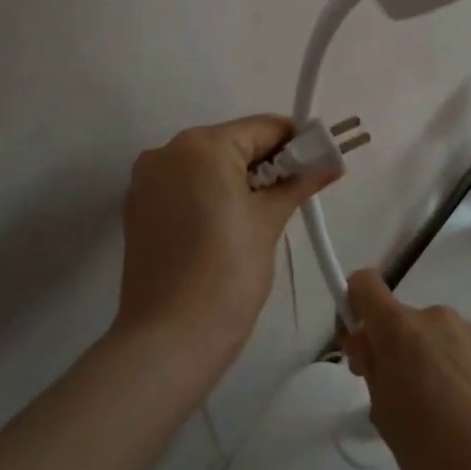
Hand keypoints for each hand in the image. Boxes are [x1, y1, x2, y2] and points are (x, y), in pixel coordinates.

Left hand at [114, 116, 335, 375]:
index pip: (263, 128)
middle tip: (297, 192)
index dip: (297, 142)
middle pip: (233, 143)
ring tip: (265, 214)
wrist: (168, 341)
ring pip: (208, 165)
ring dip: (239, 179)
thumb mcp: (269, 221)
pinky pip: (186, 186)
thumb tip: (332, 160)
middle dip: (268, 163)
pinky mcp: (137, 208)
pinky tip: (229, 226)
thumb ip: (299, 181)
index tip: (320, 163)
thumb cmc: (227, 273)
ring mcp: (147, 180)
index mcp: (202, 145)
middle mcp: (168, 151)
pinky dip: (211, 195)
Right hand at [341, 270, 470, 469]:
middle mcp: (433, 316)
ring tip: (424, 411)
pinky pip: (448, 348)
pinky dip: (439, 368)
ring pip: (423, 335)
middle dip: (385, 346)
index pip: (364, 284)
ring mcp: (464, 330)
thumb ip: (373, 369)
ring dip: (414, 358)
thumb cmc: (430, 445)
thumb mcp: (383, 411)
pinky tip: (450, 411)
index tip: (356, 348)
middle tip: (387, 396)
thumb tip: (372, 348)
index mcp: (401, 327)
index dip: (351, 305)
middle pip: (396, 318)